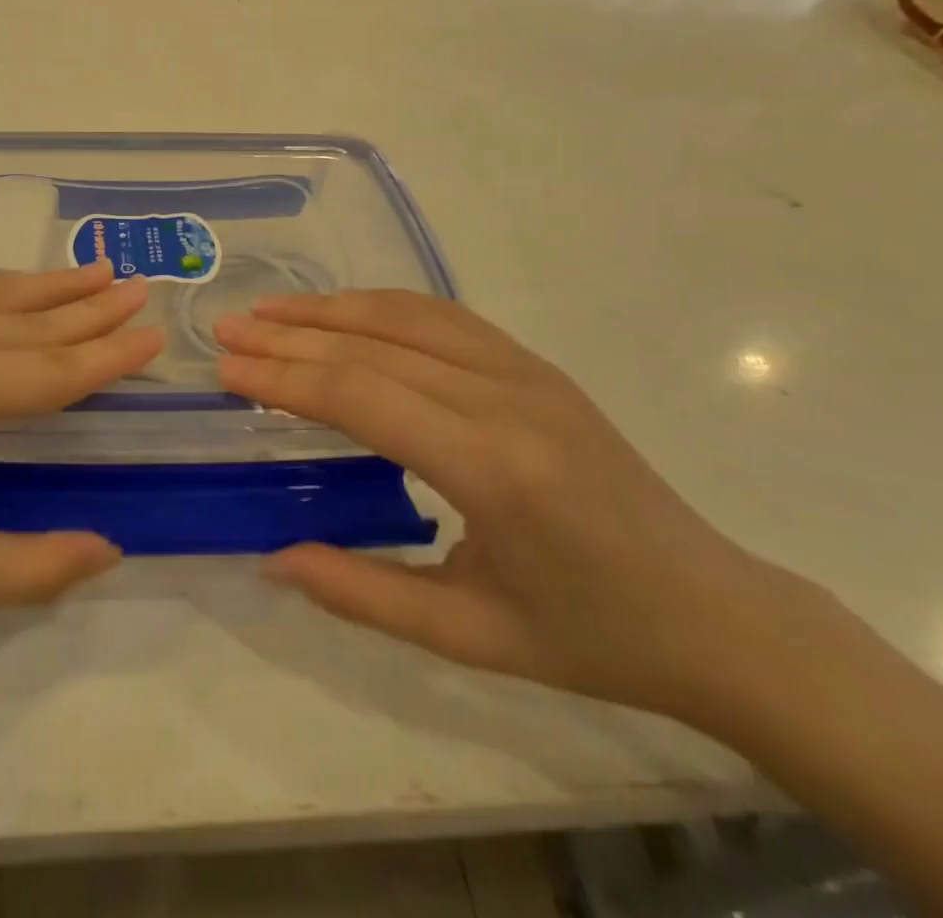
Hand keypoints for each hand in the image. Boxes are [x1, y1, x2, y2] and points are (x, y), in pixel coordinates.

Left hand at [0, 263, 161, 666]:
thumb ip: (32, 566)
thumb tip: (111, 550)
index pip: (47, 370)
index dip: (107, 356)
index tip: (155, 334)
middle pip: (19, 319)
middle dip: (85, 306)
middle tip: (136, 284)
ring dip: (37, 286)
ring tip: (89, 270)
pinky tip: (0, 291)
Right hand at [214, 291, 794, 720]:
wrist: (716, 612)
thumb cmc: (590, 637)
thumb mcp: (468, 636)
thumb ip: (363, 594)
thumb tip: (273, 560)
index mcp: (492, 469)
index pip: (360, 398)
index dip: (284, 379)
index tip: (226, 370)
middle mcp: (507, 400)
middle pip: (372, 348)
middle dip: (289, 336)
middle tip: (227, 329)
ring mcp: (527, 372)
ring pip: (406, 317)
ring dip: (329, 308)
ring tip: (268, 310)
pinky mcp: (537, 365)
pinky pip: (443, 317)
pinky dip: (380, 305)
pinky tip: (343, 311)